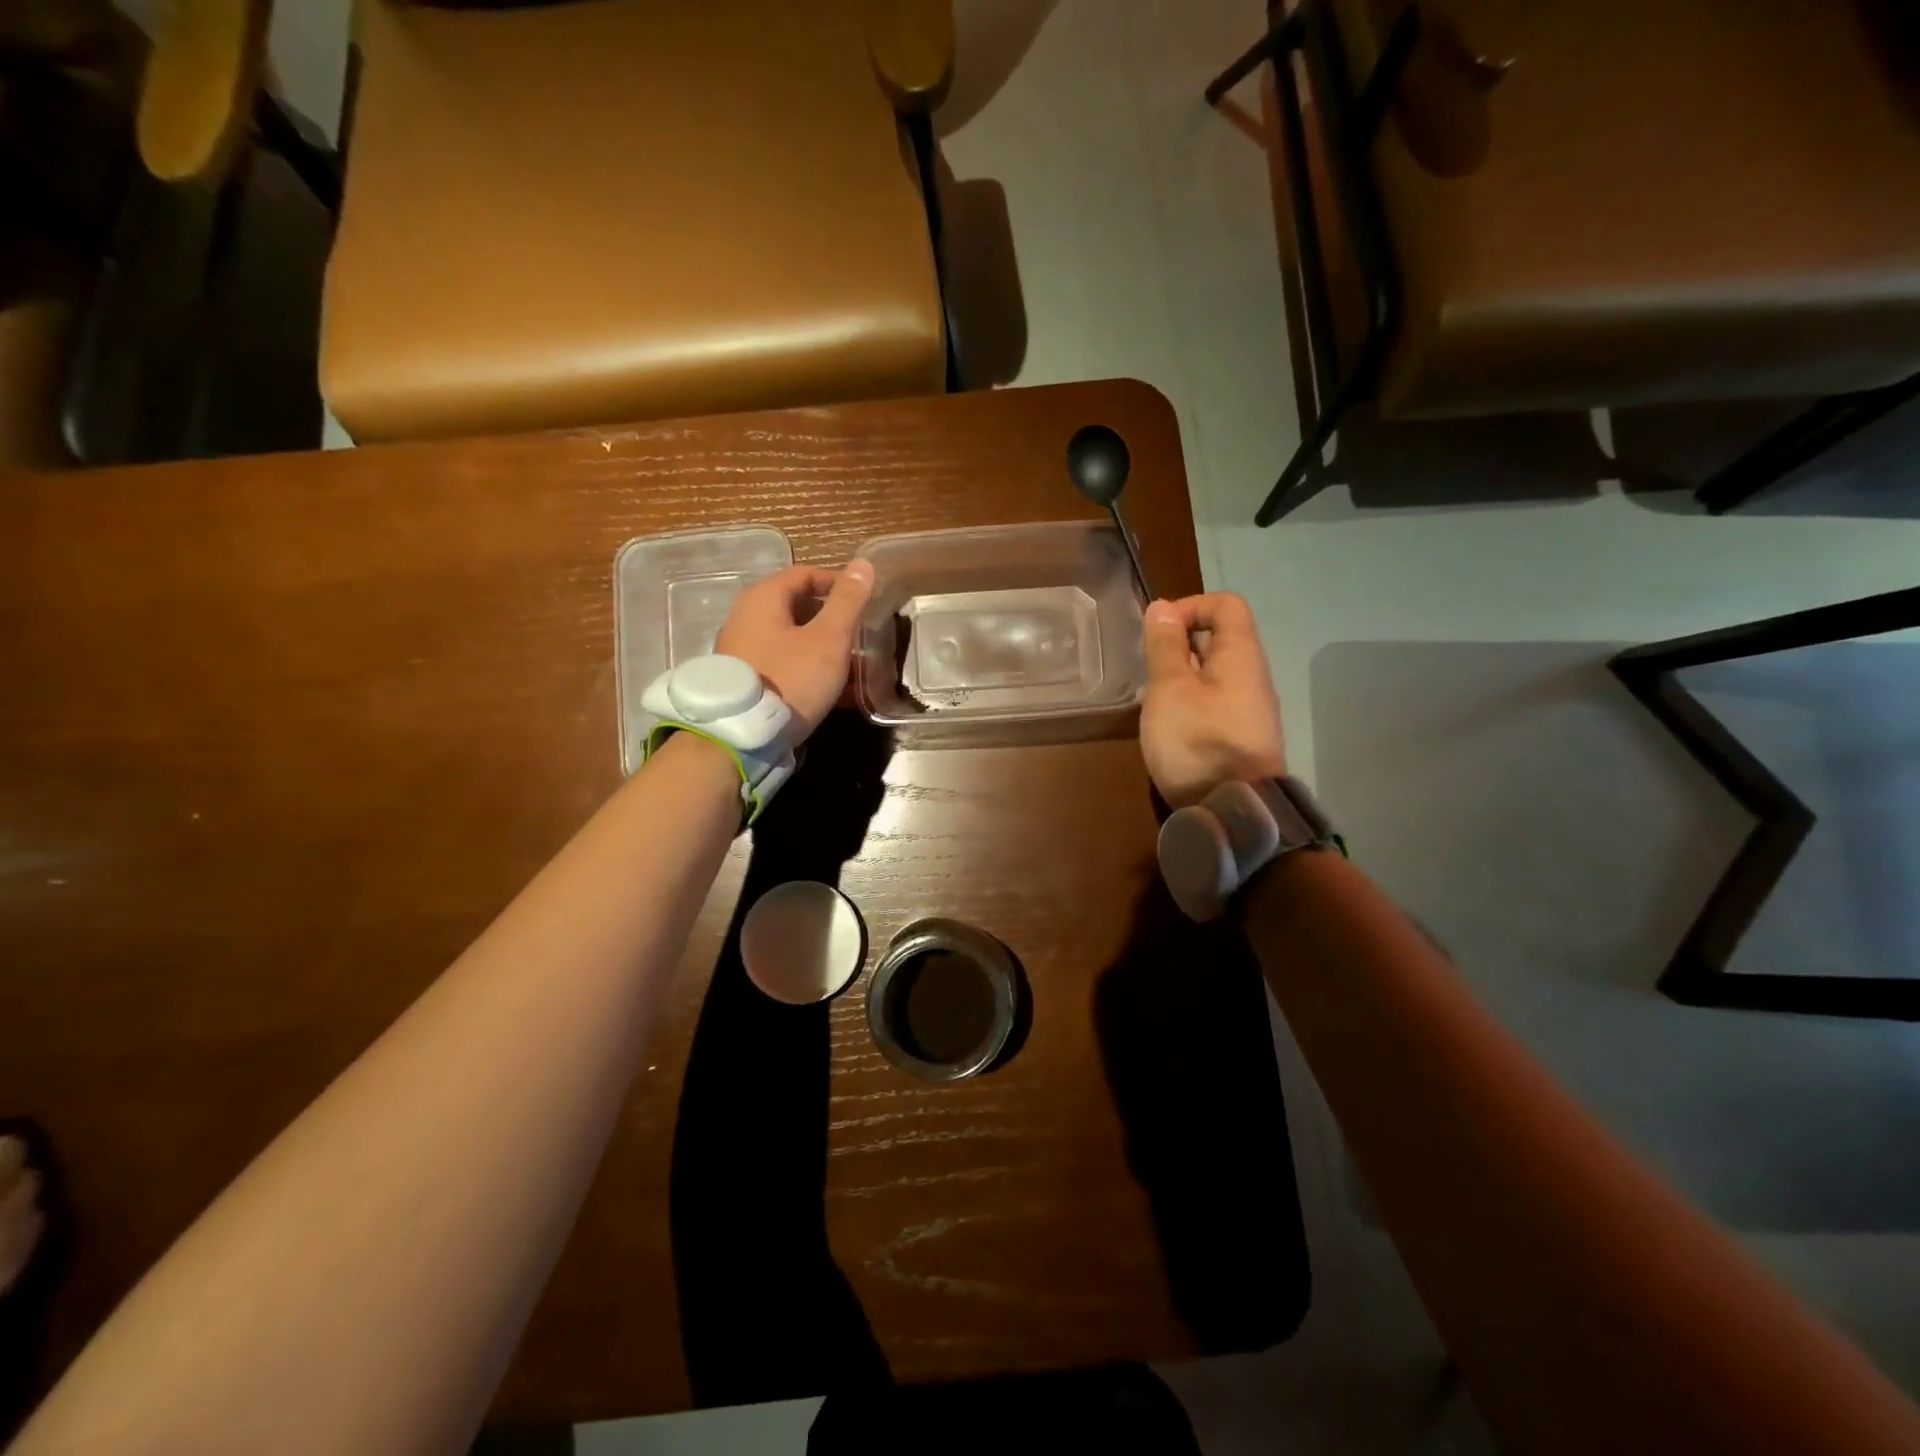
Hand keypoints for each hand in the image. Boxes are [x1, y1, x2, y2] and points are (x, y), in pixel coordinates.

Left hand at [716, 561, 874, 740]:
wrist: (742, 737)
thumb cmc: (790, 679)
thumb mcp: (828, 639)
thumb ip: (848, 601)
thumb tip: (864, 563)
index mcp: (764, 598)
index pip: (806, 574)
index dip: (839, 583)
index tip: (867, 601)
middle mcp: (747, 618)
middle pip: (799, 607)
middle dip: (835, 620)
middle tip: (864, 636)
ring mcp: (743, 651)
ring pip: (794, 640)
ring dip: (826, 649)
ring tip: (857, 668)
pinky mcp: (747, 680)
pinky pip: (785, 665)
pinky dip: (811, 670)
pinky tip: (837, 692)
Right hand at [1140, 593, 1286, 807]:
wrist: (1235, 811)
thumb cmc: (1198, 741)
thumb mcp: (1170, 688)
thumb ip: (1165, 646)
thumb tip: (1163, 607)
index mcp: (1240, 655)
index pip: (1225, 605)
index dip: (1189, 607)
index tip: (1157, 632)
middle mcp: (1252, 675)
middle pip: (1219, 639)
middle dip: (1179, 645)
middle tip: (1149, 670)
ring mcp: (1250, 709)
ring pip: (1214, 674)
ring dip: (1181, 677)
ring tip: (1154, 700)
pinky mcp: (1242, 737)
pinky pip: (1215, 703)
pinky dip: (1190, 703)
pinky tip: (1170, 727)